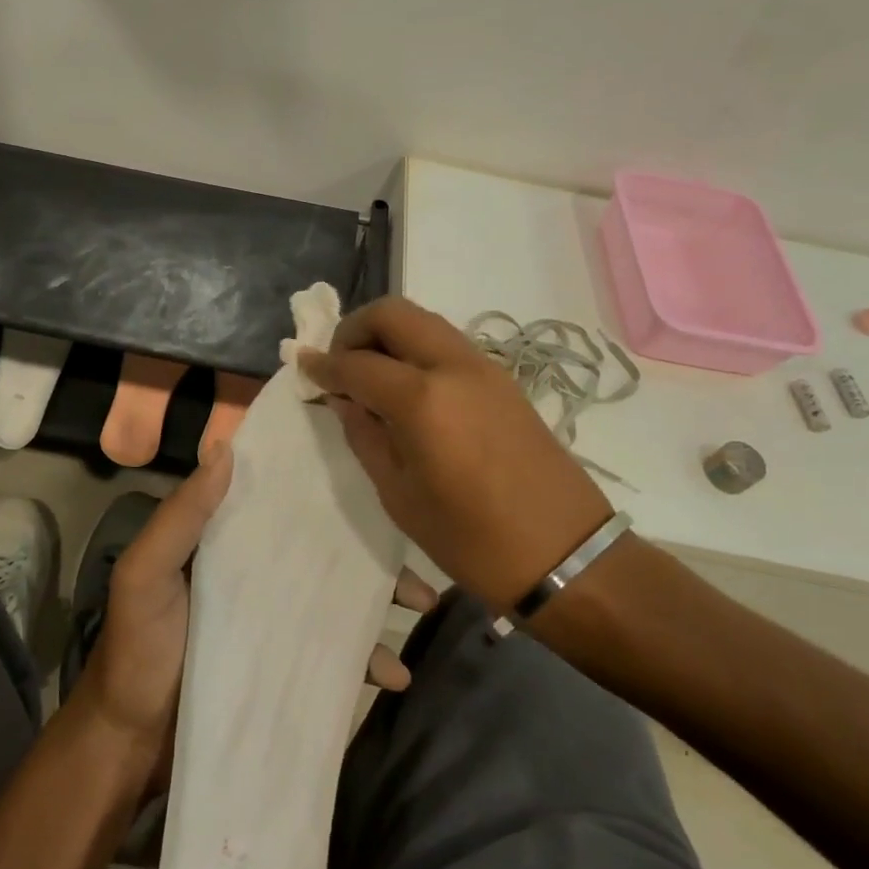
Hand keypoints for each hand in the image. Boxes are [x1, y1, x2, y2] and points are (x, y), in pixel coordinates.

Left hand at [77, 439, 441, 792]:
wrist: (132, 744)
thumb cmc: (137, 649)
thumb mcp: (145, 575)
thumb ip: (181, 517)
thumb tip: (225, 449)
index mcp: (227, 541)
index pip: (281, 500)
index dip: (324, 487)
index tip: (374, 476)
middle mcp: (257, 572)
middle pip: (324, 550)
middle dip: (373, 550)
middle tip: (414, 555)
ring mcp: (275, 621)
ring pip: (339, 598)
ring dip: (382, 601)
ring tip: (422, 608)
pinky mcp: (286, 666)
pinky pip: (336, 654)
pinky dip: (368, 660)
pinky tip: (395, 675)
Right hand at [299, 295, 614, 610]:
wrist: (564, 554)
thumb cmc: (470, 539)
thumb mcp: (399, 495)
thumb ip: (365, 435)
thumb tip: (343, 398)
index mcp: (422, 400)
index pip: (357, 362)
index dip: (323, 364)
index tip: (303, 368)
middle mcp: (453, 367)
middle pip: (393, 313)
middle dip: (355, 329)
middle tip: (339, 365)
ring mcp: (485, 368)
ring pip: (424, 322)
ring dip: (389, 335)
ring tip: (369, 376)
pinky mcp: (503, 380)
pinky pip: (447, 344)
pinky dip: (417, 350)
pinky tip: (407, 390)